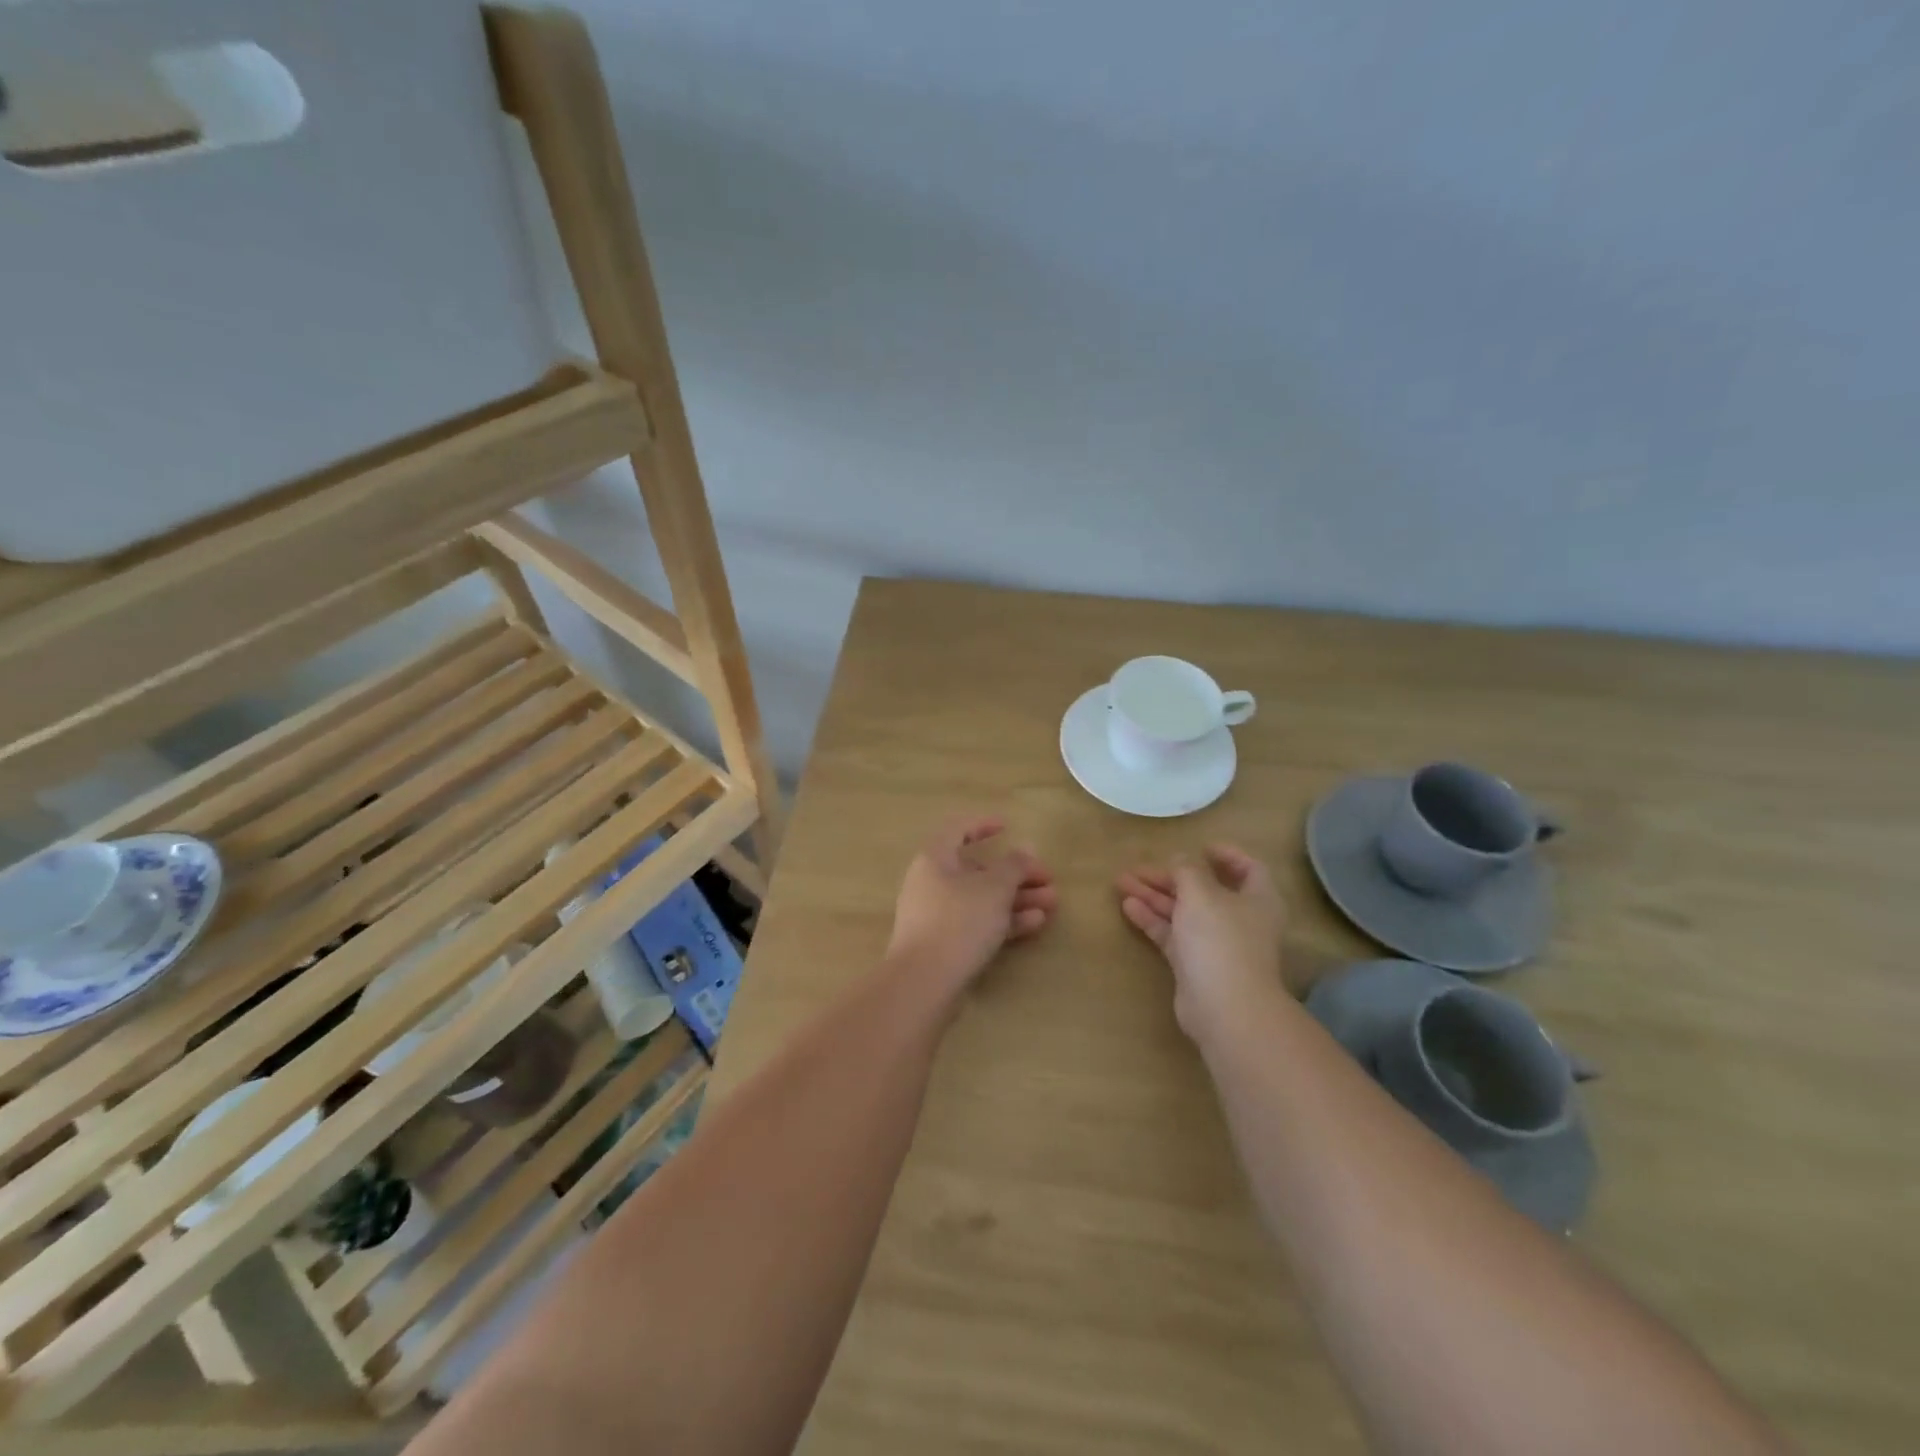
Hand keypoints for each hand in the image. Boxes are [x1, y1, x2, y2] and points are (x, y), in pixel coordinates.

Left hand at [887, 817, 1056, 991]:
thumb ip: (1014, 865)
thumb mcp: (994, 888)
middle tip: (1048, 879)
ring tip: (1052, 903)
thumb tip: (1025, 849)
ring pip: (982, 899)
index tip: (1008, 826)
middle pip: (977, 870)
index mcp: (935, 858)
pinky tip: (1035, 924)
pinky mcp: (945, 944)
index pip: (957, 829)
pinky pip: (978, 923)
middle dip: (1015, 873)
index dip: (983, 824)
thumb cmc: (959, 921)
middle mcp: (932, 883)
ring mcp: (937, 915)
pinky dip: (1004, 920)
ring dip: (1016, 898)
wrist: (924, 983)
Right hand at [1116, 845, 1287, 1040]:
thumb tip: (1180, 858)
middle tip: (1137, 867)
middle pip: (1203, 890)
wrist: (1224, 1008)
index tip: (1201, 847)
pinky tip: (1127, 906)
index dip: (1227, 855)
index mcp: (1257, 899)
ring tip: (1121, 881)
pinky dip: (1152, 919)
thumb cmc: (1220, 939)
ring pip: (1182, 912)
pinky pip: (1172, 934)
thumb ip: (1187, 870)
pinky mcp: (1195, 965)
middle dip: (1170, 877)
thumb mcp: (1201, 893)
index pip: (1249, 869)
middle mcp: (1239, 919)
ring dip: (1154, 895)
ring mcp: (1216, 944)